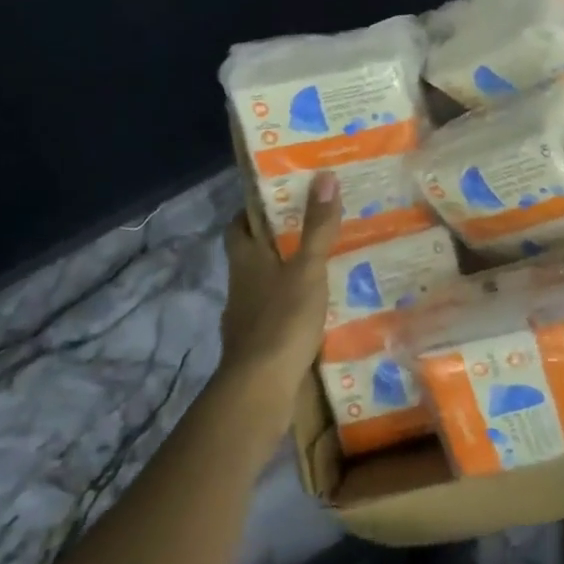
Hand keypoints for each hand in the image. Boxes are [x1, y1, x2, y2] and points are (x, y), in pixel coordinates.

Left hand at [214, 171, 343, 420]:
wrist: (261, 388)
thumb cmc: (282, 319)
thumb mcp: (308, 268)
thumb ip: (317, 226)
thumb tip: (324, 175)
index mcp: (246, 259)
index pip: (239, 224)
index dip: (253, 210)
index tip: (279, 197)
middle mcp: (241, 284)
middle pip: (253, 254)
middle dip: (277, 240)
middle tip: (313, 225)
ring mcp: (247, 316)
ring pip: (266, 284)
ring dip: (287, 273)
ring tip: (324, 263)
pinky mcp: (259, 343)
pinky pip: (276, 313)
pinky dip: (292, 305)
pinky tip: (318, 307)